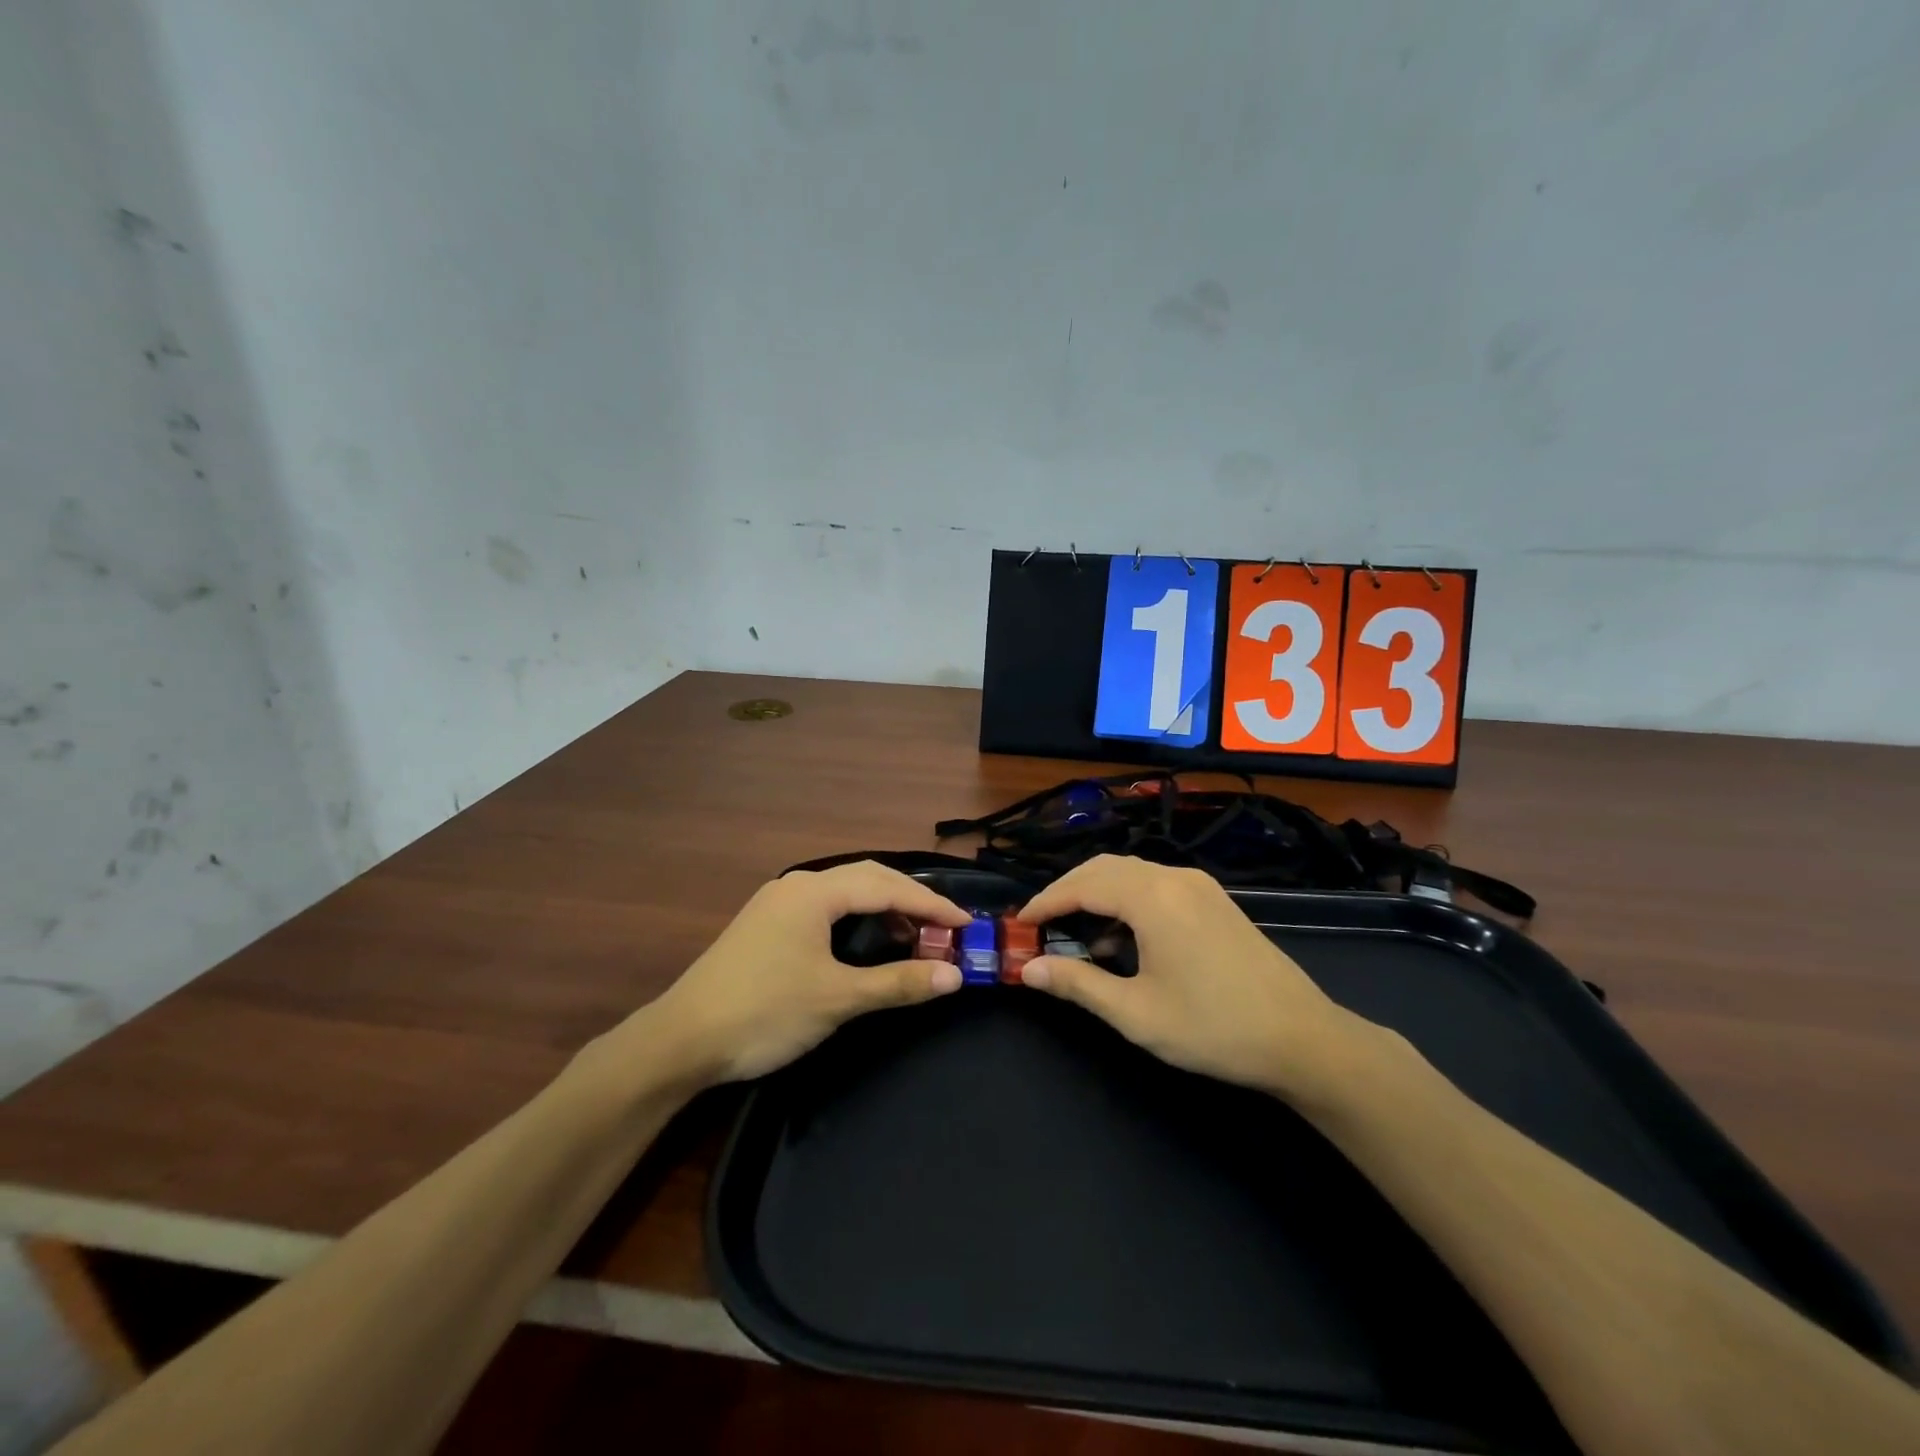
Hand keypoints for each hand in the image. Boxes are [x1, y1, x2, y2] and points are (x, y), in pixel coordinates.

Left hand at [636, 862, 970, 1084]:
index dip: (931, 905)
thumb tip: (953, 976)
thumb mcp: (838, 998)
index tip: (967, 924)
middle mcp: (797, 885)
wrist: (681, 1040)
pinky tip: (866, 944)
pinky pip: (825, 909)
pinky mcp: (766, 924)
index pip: (887, 887)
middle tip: (945, 926)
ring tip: (913, 936)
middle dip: (909, 900)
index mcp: (815, 891)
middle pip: (867, 879)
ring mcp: (777, 903)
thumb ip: (898, 983)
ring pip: (844, 893)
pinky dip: (856, 920)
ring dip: (882, 909)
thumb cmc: (766, 1012)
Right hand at [1018, 856, 1373, 1105]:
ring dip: (1096, 893)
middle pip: (1104, 868)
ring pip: (1131, 872)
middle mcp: (1174, 878)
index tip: (1020, 924)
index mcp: (1153, 898)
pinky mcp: (1214, 899)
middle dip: (1067, 890)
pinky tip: (1122, 936)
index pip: (1083, 885)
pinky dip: (1126, 898)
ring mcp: (1199, 885)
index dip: (1046, 902)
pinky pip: (1155, 883)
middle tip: (1041, 924)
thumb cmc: (1214, 1028)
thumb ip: (1078, 985)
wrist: (1303, 1039)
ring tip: (1075, 933)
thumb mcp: (1136, 1013)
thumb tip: (1029, 970)